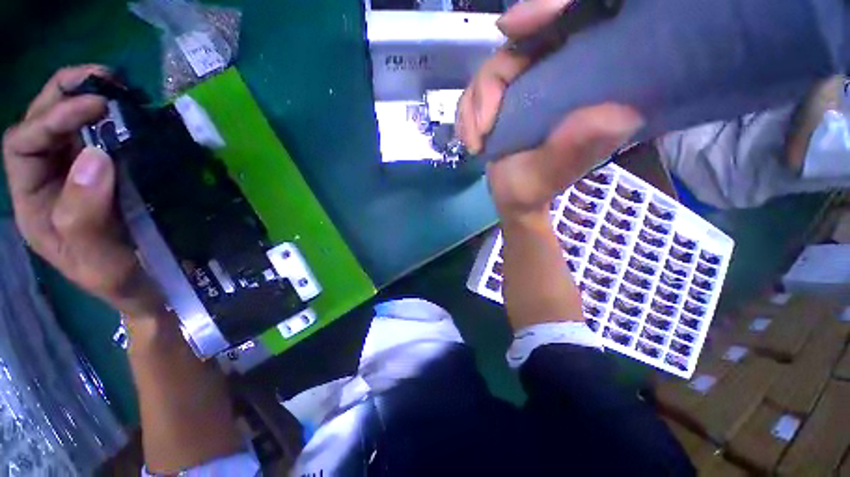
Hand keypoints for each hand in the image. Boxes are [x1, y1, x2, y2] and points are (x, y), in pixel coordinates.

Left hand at [3, 65, 163, 317]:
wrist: (151, 288)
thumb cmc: (123, 281)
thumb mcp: (99, 261)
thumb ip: (84, 217)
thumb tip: (96, 157)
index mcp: (34, 202)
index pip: (22, 145)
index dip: (51, 118)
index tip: (97, 108)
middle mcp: (49, 181)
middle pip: (39, 123)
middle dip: (64, 93)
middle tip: (104, 79)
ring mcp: (79, 175)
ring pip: (66, 124)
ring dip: (87, 98)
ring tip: (119, 88)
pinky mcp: (109, 174)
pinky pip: (100, 138)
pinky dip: (113, 119)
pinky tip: (132, 115)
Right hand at [457, 0, 641, 218]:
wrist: (512, 196)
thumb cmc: (536, 187)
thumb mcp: (552, 173)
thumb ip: (574, 149)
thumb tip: (616, 116)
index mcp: (586, 82)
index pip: (577, 22)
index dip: (548, 11)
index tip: (511, 27)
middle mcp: (558, 73)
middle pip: (522, 43)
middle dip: (491, 79)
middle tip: (483, 123)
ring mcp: (528, 83)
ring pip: (492, 68)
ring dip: (473, 107)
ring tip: (475, 143)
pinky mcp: (504, 96)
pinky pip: (476, 89)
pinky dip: (466, 114)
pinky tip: (470, 140)